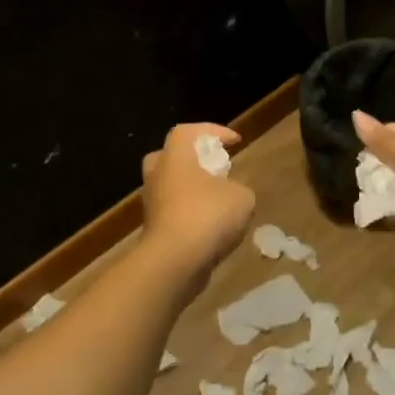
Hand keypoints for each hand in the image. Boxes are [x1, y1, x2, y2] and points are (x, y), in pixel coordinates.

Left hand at [140, 123, 255, 282]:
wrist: (174, 263)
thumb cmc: (207, 216)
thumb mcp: (242, 197)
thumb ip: (239, 189)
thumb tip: (233, 195)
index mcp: (175, 157)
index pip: (188, 131)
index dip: (213, 131)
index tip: (235, 141)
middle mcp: (158, 175)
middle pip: (171, 157)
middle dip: (194, 160)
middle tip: (216, 167)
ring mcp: (152, 204)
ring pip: (172, 187)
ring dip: (194, 190)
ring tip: (220, 201)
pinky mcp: (154, 230)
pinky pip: (174, 213)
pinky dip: (192, 214)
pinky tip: (214, 228)